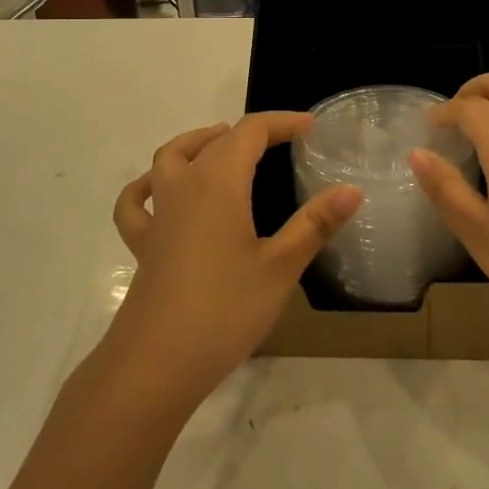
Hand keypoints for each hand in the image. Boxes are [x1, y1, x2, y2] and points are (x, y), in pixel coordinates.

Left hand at [109, 113, 362, 406]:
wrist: (156, 364)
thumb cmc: (224, 311)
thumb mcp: (280, 267)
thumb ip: (315, 224)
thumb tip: (352, 190)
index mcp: (219, 183)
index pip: (250, 132)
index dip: (281, 123)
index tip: (311, 128)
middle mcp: (184, 186)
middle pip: (215, 141)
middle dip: (250, 133)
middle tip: (283, 142)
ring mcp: (159, 215)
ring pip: (170, 158)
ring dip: (198, 143)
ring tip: (223, 145)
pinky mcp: (144, 244)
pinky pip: (137, 203)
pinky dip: (147, 186)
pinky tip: (159, 190)